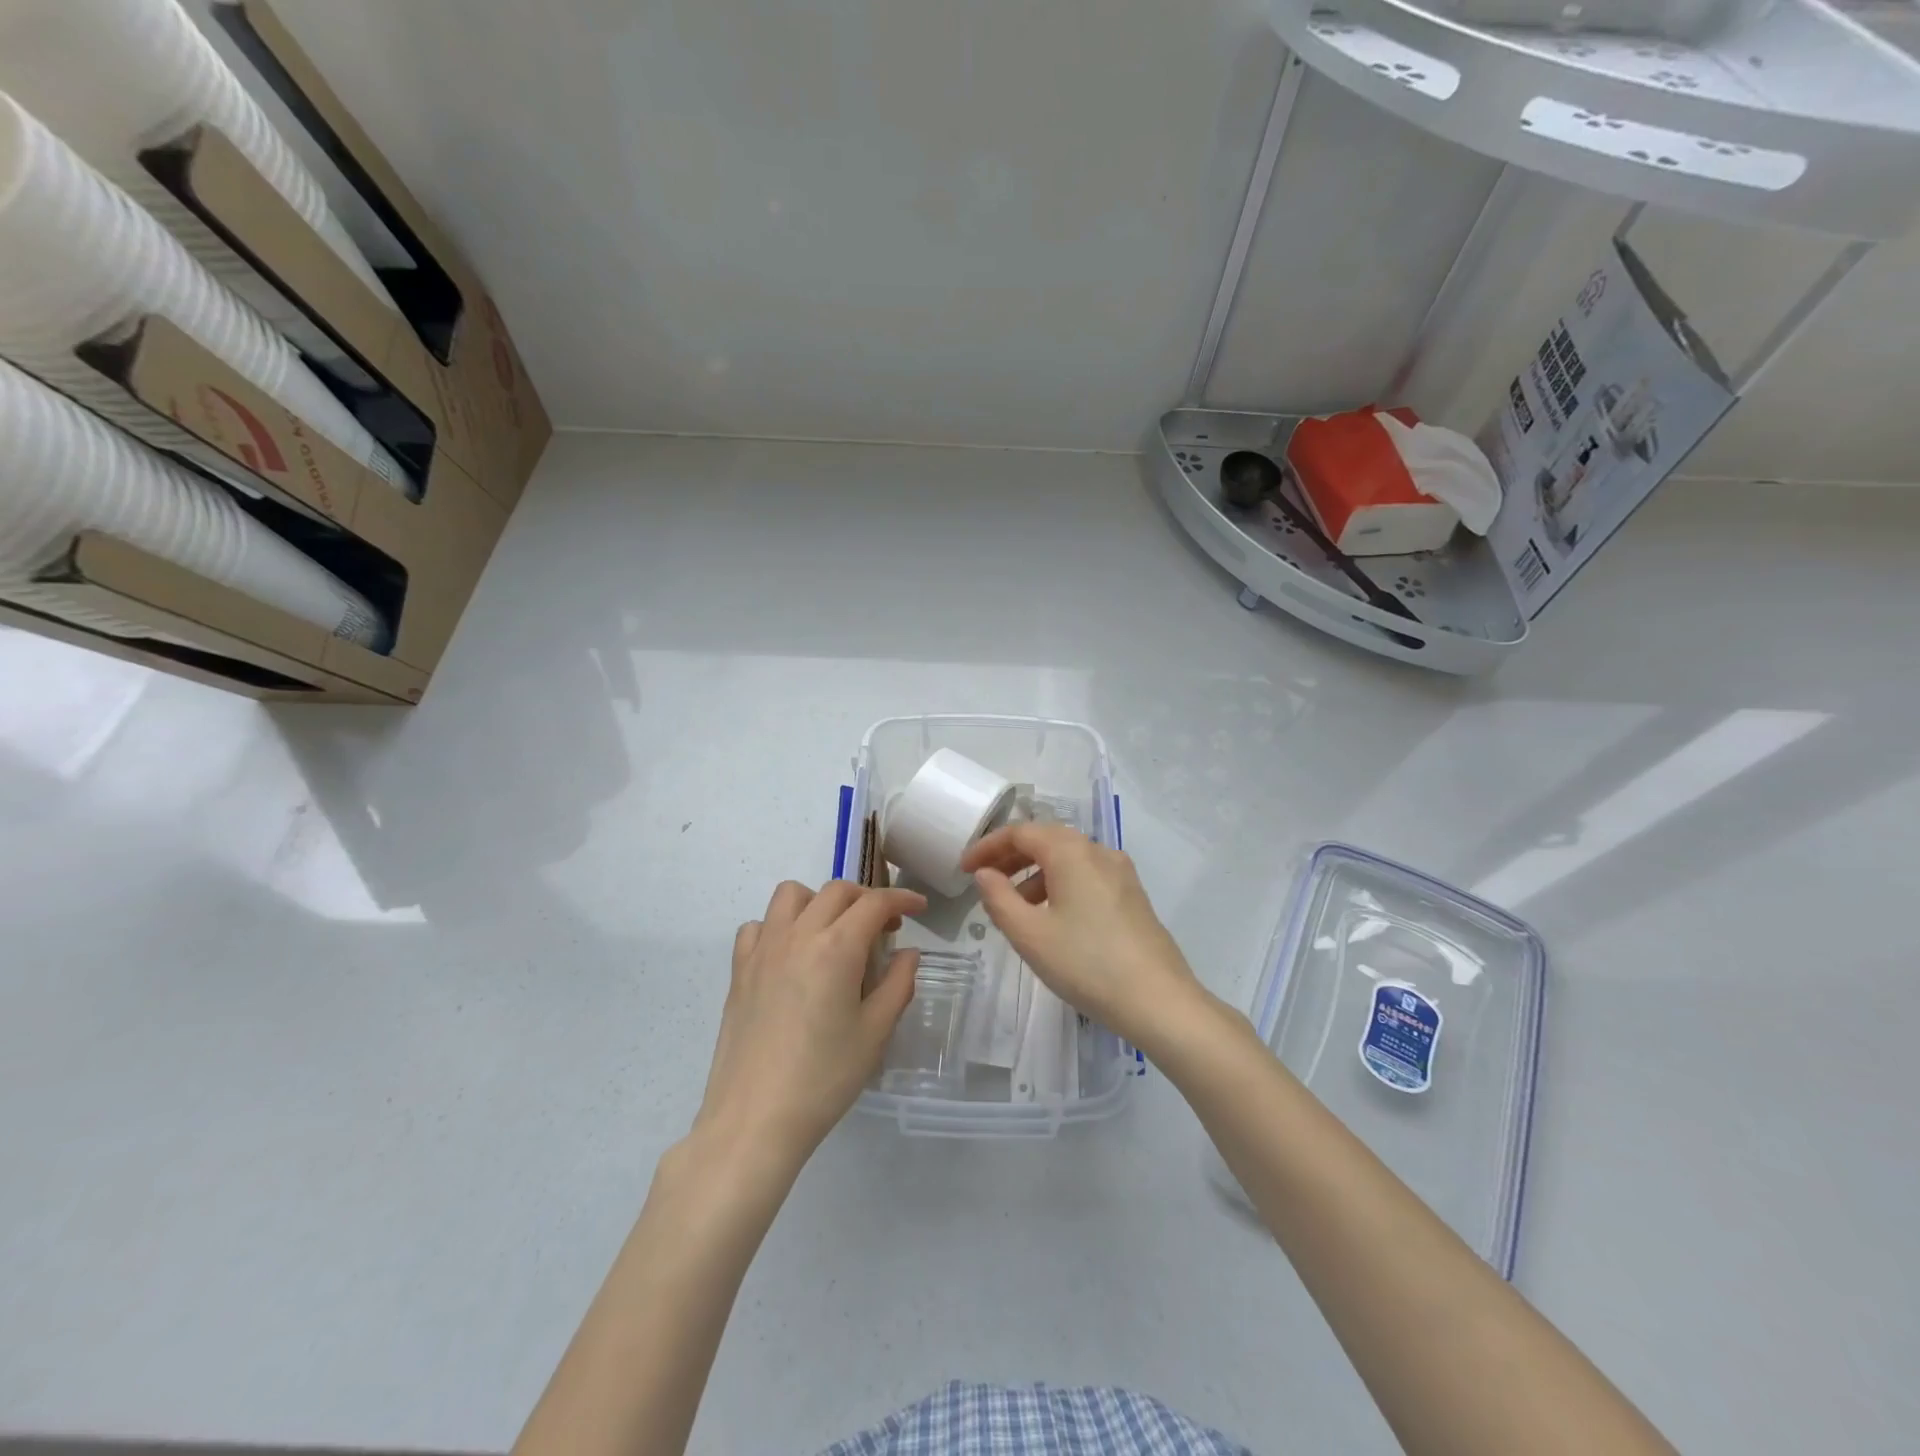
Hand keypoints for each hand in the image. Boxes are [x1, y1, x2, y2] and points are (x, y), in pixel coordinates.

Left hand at [697, 880, 924, 1167]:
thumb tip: (908, 954)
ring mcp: (763, 949)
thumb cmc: (824, 1078)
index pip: (874, 903)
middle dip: (866, 899)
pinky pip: (759, 925)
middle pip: (836, 891)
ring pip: (792, 894)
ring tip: (834, 932)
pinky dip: (780, 925)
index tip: (919, 907)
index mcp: (836, 948)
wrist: (754, 1119)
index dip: (902, 899)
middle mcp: (798, 935)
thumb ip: (898, 984)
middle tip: (884, 928)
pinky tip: (792, 953)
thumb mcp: (875, 1033)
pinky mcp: (739, 969)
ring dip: (820, 901)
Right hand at [962, 823, 1200, 1051]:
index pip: (1020, 832)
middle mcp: (1098, 851)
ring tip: (1014, 908)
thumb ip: (999, 898)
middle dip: (1010, 857)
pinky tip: (1051, 918)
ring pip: (1067, 859)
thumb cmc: (1086, 964)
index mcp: (1071, 851)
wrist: (1159, 1001)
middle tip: (983, 882)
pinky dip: (1060, 885)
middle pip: (1046, 840)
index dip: (987, 847)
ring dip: (1034, 874)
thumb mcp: (1030, 935)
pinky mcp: (1132, 895)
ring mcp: (1121, 872)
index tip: (964, 869)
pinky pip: (1086, 876)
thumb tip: (985, 874)